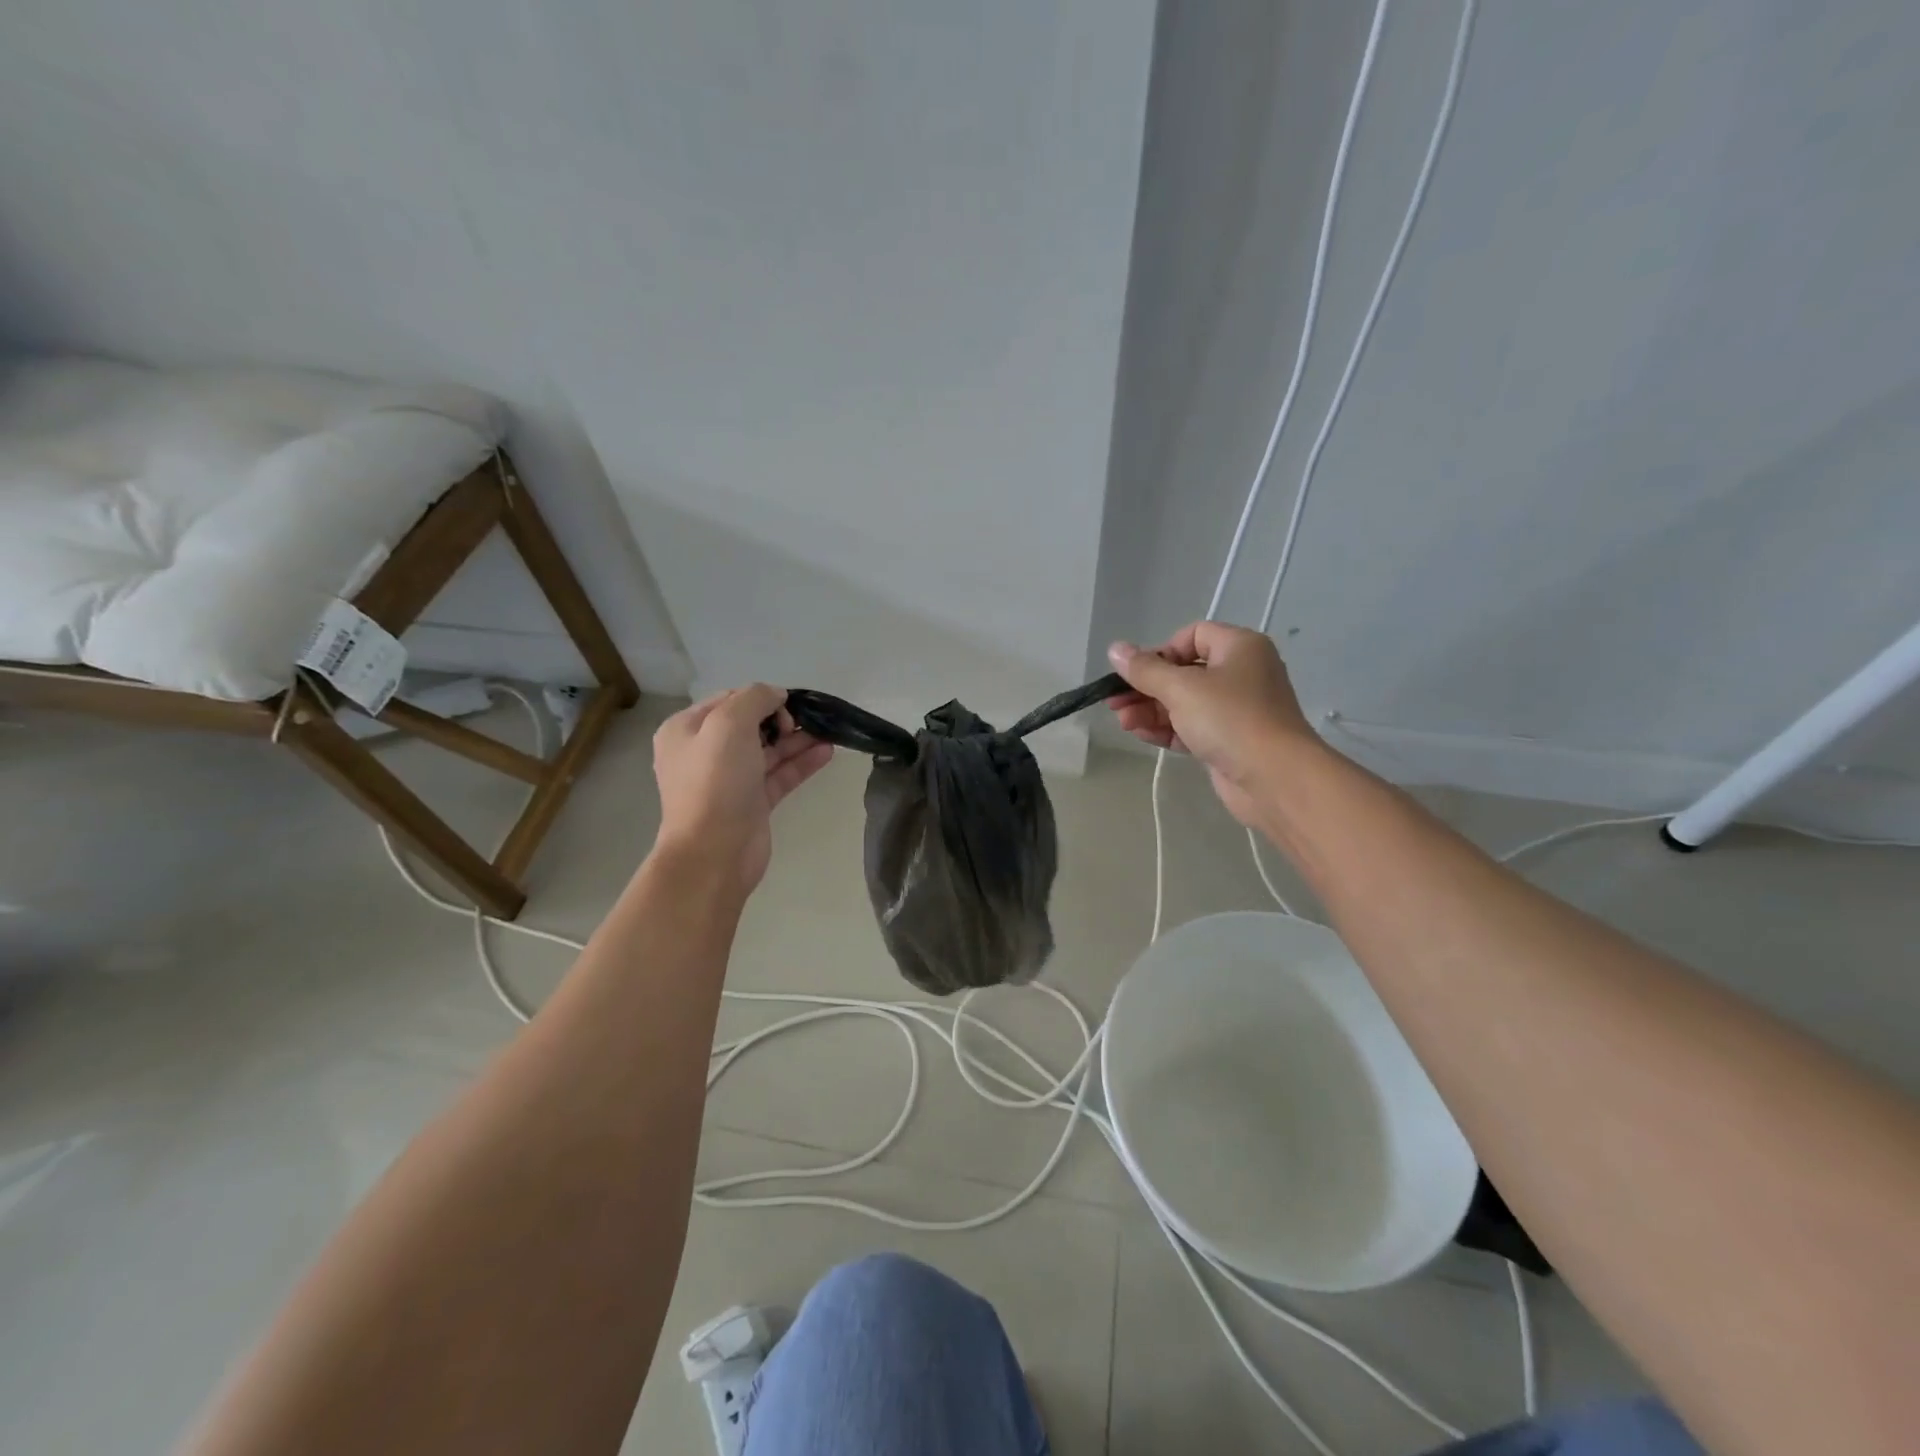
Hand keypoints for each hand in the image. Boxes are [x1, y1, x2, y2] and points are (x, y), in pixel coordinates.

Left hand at [652, 685, 832, 890]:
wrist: (714, 852)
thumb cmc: (715, 782)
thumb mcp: (729, 725)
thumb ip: (754, 699)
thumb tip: (776, 695)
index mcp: (687, 730)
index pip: (728, 700)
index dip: (760, 697)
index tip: (788, 704)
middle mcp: (705, 752)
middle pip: (751, 725)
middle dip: (782, 718)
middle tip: (808, 721)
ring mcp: (730, 780)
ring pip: (769, 750)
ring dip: (797, 740)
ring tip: (829, 731)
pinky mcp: (753, 803)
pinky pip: (780, 774)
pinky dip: (801, 763)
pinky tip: (827, 752)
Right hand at [1105, 622, 1316, 826]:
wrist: (1275, 778)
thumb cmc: (1230, 719)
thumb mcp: (1181, 689)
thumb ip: (1145, 670)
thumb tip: (1115, 649)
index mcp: (1239, 647)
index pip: (1193, 636)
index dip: (1161, 651)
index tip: (1138, 673)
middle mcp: (1241, 673)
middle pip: (1184, 672)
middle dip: (1146, 687)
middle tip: (1115, 702)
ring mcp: (1236, 710)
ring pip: (1185, 702)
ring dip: (1151, 710)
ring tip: (1123, 722)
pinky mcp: (1229, 741)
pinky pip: (1192, 727)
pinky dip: (1167, 729)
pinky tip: (1140, 734)